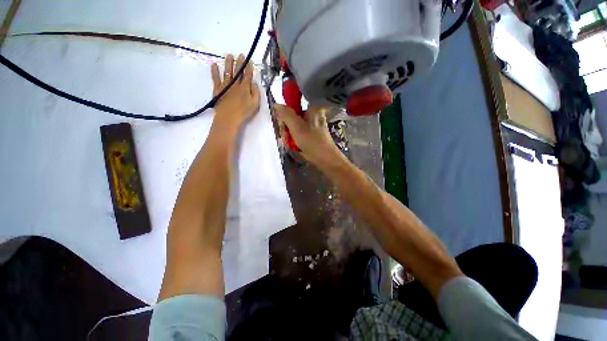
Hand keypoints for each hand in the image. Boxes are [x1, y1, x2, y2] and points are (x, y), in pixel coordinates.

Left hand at [211, 54, 260, 128]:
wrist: (229, 117)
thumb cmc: (244, 112)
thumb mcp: (255, 104)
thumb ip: (256, 93)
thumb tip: (254, 84)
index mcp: (245, 88)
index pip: (247, 75)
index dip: (249, 68)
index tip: (249, 61)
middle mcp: (235, 84)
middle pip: (238, 71)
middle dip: (240, 63)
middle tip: (240, 54)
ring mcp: (225, 85)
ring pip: (227, 72)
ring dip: (228, 63)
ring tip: (228, 55)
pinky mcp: (217, 89)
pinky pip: (215, 78)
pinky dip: (214, 71)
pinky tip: (214, 64)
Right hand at [274, 104, 342, 166]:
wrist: (325, 159)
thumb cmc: (312, 142)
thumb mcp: (297, 127)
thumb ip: (286, 114)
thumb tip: (276, 105)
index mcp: (312, 108)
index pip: (292, 104)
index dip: (284, 114)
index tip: (283, 125)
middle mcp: (313, 114)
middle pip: (292, 117)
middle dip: (286, 128)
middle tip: (287, 137)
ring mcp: (312, 125)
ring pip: (294, 126)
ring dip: (289, 135)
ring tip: (292, 144)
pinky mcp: (312, 134)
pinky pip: (298, 133)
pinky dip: (295, 139)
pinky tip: (295, 146)